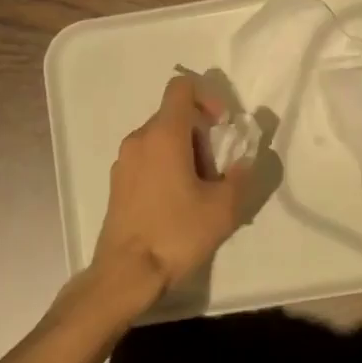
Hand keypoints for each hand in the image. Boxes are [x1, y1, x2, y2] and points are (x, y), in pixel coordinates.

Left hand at [90, 74, 250, 311]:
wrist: (126, 274)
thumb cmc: (175, 234)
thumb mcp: (223, 208)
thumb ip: (241, 176)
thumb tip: (244, 161)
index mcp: (164, 134)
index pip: (181, 88)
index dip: (207, 98)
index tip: (222, 128)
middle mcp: (139, 139)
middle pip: (174, 116)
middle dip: (201, 135)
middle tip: (217, 170)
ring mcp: (124, 161)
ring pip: (161, 139)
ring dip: (185, 153)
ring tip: (200, 191)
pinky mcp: (117, 183)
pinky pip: (147, 159)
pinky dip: (166, 167)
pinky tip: (177, 204)